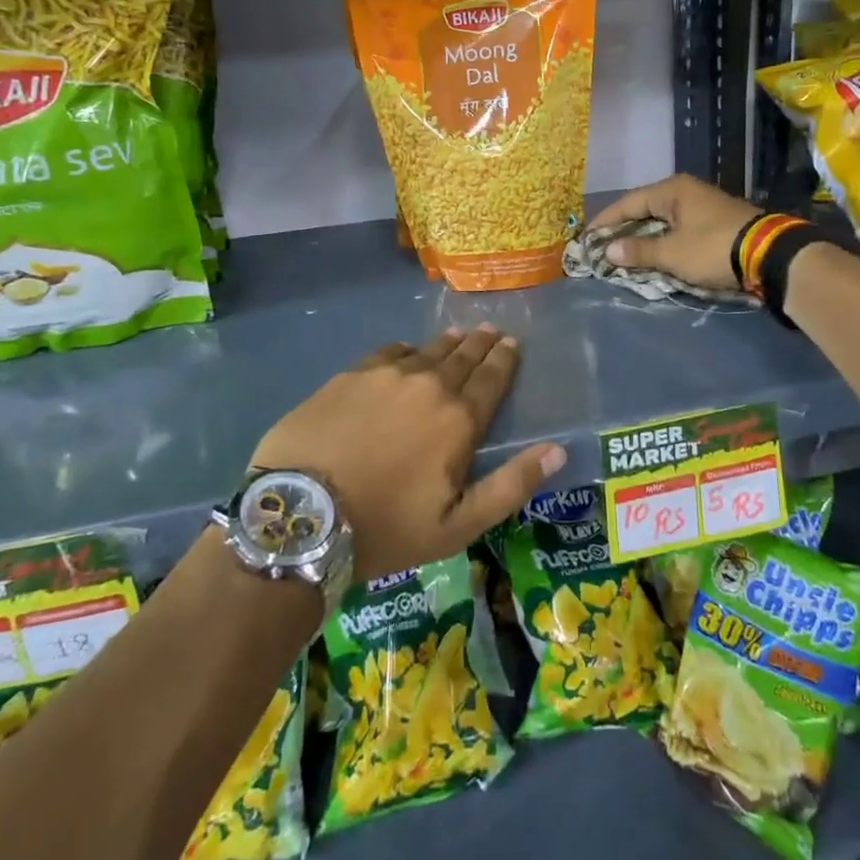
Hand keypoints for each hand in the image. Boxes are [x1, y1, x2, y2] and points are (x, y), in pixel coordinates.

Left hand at [250, 328, 565, 582]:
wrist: (302, 515)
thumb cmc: (386, 528)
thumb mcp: (458, 526)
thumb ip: (511, 485)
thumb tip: (557, 451)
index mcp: (458, 420)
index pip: (491, 379)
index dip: (504, 360)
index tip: (511, 343)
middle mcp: (427, 385)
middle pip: (462, 357)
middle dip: (480, 344)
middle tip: (491, 331)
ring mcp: (384, 376)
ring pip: (426, 351)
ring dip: (447, 343)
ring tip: (458, 334)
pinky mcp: (348, 376)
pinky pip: (387, 353)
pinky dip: (405, 351)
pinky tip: (406, 352)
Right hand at [587, 174, 760, 290]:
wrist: (770, 256)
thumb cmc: (713, 248)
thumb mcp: (672, 253)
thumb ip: (639, 251)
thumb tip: (608, 251)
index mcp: (671, 190)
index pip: (627, 203)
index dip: (605, 222)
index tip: (587, 239)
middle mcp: (685, 192)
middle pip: (644, 210)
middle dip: (623, 230)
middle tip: (602, 249)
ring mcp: (702, 206)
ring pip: (661, 221)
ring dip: (643, 238)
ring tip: (623, 256)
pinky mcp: (715, 223)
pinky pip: (677, 230)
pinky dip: (662, 242)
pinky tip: (654, 256)